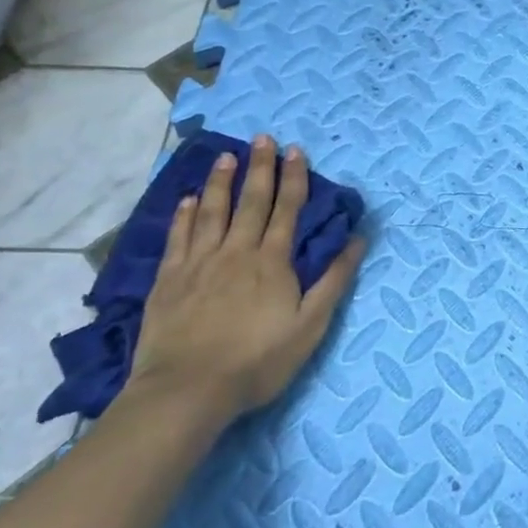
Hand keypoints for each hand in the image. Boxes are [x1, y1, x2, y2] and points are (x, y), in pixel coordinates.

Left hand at [124, 136, 366, 422]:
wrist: (188, 390)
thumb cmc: (258, 361)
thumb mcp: (311, 325)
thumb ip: (334, 280)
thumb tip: (358, 239)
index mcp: (272, 262)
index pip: (286, 210)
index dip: (293, 178)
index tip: (296, 151)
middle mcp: (236, 252)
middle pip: (251, 202)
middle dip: (260, 168)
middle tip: (263, 138)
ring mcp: (199, 263)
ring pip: (212, 212)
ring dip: (221, 182)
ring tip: (226, 156)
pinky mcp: (169, 280)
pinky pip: (179, 238)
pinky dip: (184, 215)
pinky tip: (188, 200)